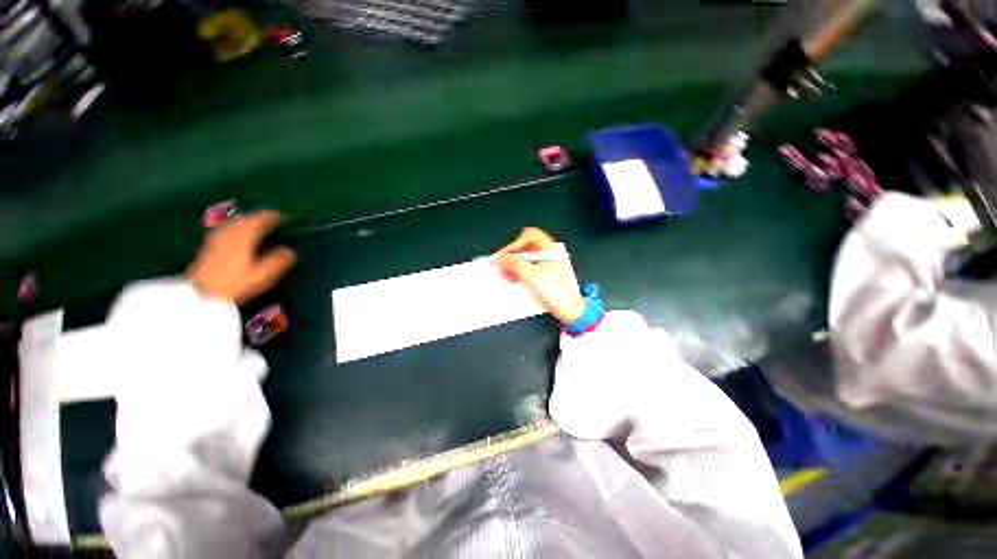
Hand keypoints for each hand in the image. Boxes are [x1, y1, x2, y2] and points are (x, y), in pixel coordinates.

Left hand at [186, 211, 296, 303]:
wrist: (202, 293)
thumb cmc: (236, 283)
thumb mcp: (263, 275)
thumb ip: (278, 260)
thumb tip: (290, 251)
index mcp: (245, 237)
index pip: (260, 220)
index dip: (273, 217)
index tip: (283, 217)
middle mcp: (230, 233)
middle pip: (245, 218)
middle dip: (258, 216)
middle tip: (270, 219)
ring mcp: (218, 238)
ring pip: (233, 222)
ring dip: (246, 220)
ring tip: (255, 223)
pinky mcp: (209, 245)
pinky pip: (225, 228)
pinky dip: (234, 226)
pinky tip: (235, 233)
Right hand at [496, 227, 584, 323]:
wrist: (570, 311)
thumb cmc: (560, 295)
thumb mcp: (532, 276)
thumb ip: (515, 264)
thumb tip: (503, 258)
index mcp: (551, 249)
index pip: (529, 236)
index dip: (515, 244)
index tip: (506, 255)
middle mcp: (550, 255)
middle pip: (526, 248)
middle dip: (512, 257)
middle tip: (504, 266)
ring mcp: (547, 266)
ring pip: (526, 260)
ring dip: (514, 267)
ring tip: (508, 276)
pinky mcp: (544, 277)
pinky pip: (528, 271)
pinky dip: (519, 274)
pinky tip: (515, 281)